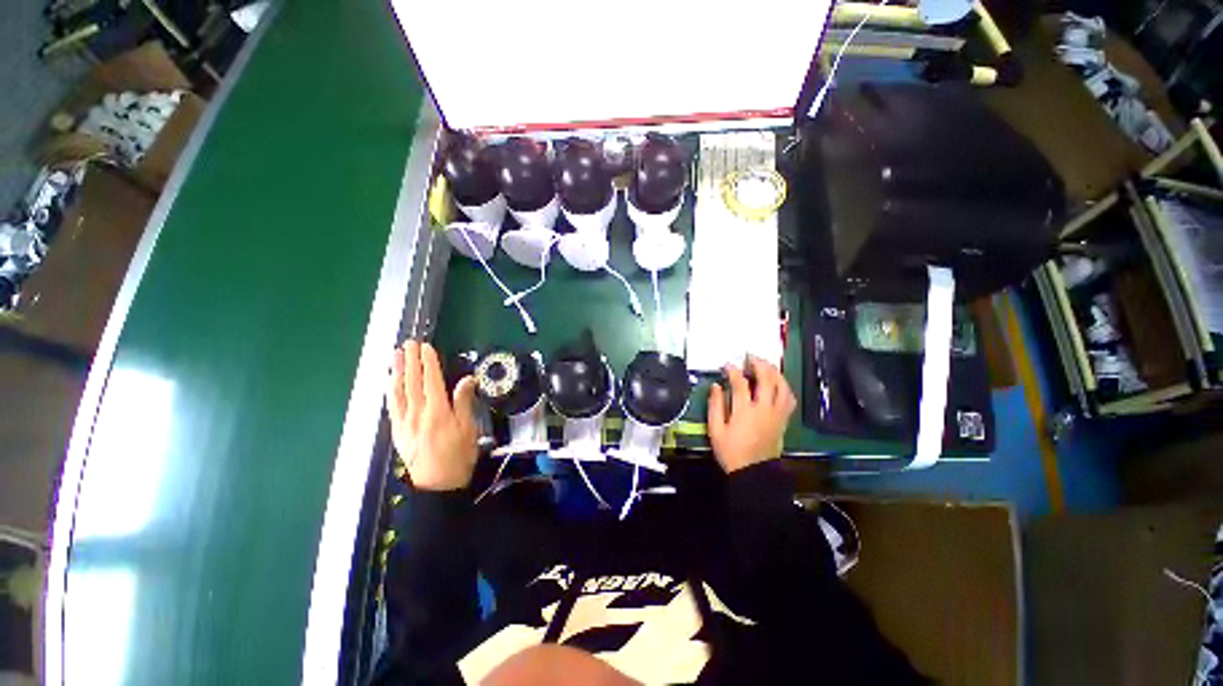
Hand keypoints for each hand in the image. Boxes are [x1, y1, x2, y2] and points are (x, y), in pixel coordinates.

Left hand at [386, 341, 478, 490]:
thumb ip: (465, 402)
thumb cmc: (459, 455)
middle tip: (408, 343)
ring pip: (398, 391)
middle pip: (412, 382)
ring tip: (396, 355)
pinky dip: (390, 390)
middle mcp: (417, 413)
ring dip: (397, 371)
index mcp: (437, 411)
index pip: (431, 380)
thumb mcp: (469, 429)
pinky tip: (390, 382)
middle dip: (410, 361)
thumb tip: (467, 379)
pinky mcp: (398, 431)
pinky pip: (392, 405)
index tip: (426, 347)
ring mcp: (404, 422)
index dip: (428, 362)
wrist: (437, 484)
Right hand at [707, 356, 795, 473]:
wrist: (752, 472)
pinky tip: (777, 382)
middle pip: (767, 379)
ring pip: (782, 386)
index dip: (733, 371)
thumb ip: (715, 405)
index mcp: (745, 411)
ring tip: (765, 365)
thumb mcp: (715, 430)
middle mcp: (764, 409)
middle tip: (750, 357)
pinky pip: (789, 398)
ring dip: (774, 372)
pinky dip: (784, 386)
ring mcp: (777, 414)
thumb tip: (715, 386)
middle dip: (758, 364)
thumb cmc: (730, 451)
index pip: (741, 383)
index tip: (727, 365)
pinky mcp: (783, 420)